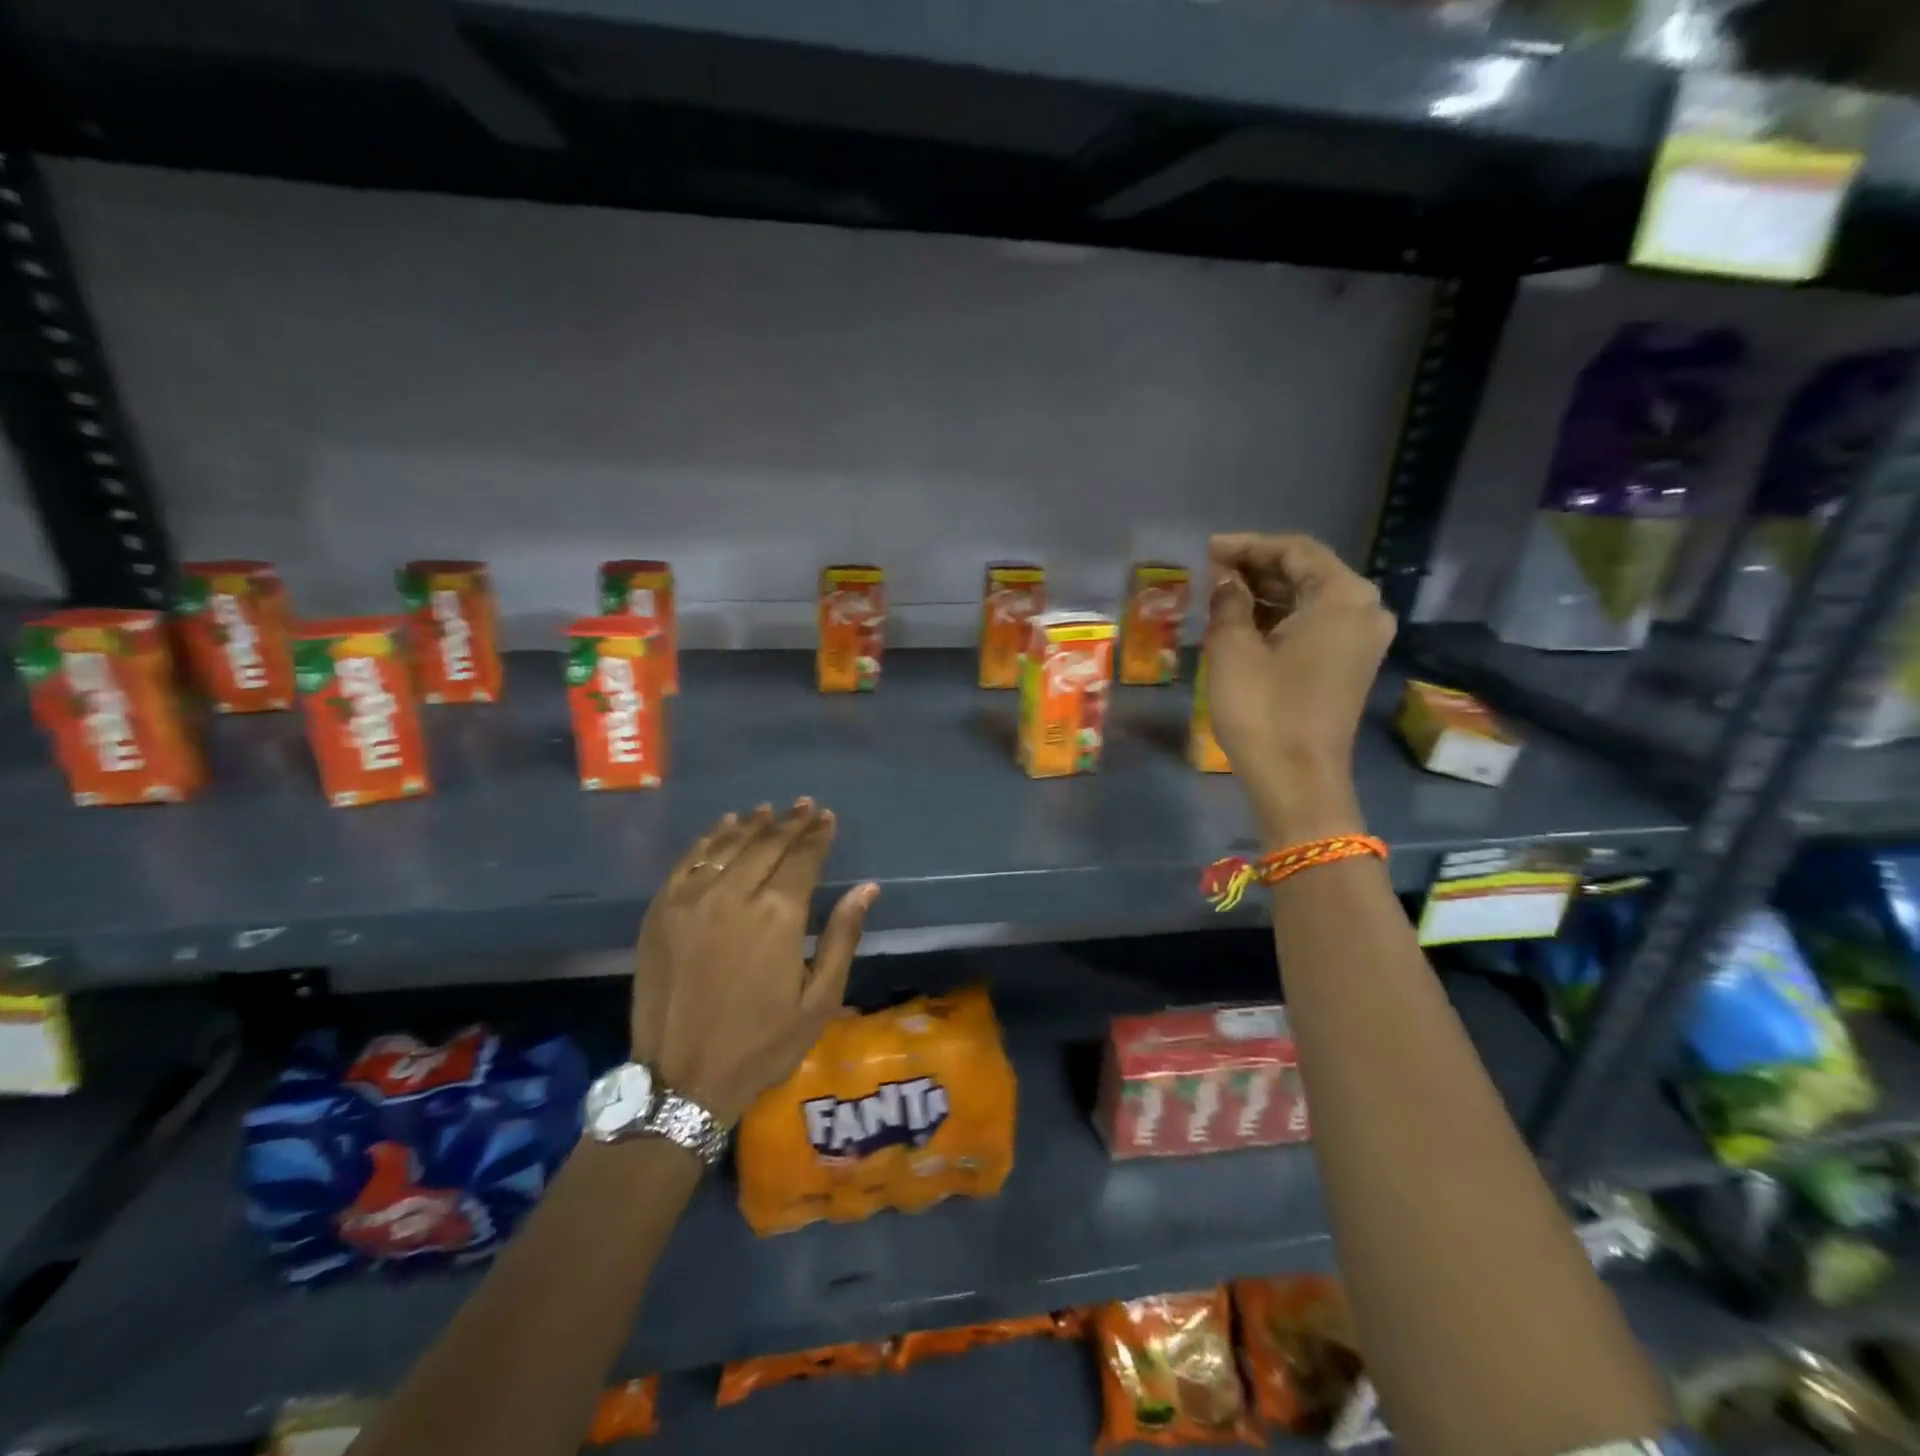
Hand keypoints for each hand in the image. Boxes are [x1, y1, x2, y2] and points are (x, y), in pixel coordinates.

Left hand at [629, 800, 878, 1127]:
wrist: (681, 1079)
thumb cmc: (761, 1044)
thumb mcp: (818, 1000)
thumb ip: (842, 937)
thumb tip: (867, 887)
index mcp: (778, 916)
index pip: (802, 858)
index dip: (817, 835)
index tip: (826, 817)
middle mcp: (734, 895)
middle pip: (767, 844)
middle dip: (790, 823)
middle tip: (805, 806)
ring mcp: (692, 900)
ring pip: (728, 846)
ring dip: (752, 824)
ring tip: (769, 810)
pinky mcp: (661, 911)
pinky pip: (689, 861)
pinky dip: (710, 840)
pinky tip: (723, 829)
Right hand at [1205, 533, 1394, 843]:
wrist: (1296, 779)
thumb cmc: (1263, 709)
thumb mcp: (1233, 648)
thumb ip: (1229, 601)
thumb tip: (1227, 581)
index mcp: (1343, 596)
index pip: (1294, 551)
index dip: (1247, 546)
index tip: (1208, 549)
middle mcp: (1364, 610)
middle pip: (1308, 572)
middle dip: (1257, 568)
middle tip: (1211, 570)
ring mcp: (1362, 640)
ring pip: (1311, 599)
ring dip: (1267, 594)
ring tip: (1220, 594)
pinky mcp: (1351, 664)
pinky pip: (1316, 624)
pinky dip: (1282, 618)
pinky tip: (1245, 621)